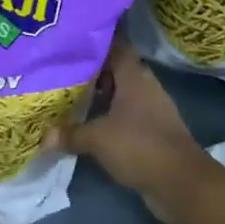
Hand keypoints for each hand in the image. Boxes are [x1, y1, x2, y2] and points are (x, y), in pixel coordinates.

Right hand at [51, 37, 219, 223]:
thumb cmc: (139, 146)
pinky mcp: (154, 131)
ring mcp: (152, 109)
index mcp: (134, 75)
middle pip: (116, 69)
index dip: (94, 41)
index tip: (71, 40)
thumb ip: (70, 133)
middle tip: (63, 69)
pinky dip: (110, 116)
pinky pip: (127, 115)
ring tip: (70, 95)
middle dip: (92, 70)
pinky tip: (90, 123)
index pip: (115, 45)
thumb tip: (43, 137)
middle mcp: (145, 85)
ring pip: (121, 93)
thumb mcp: (98, 139)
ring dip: (101, 95)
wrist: (182, 183)